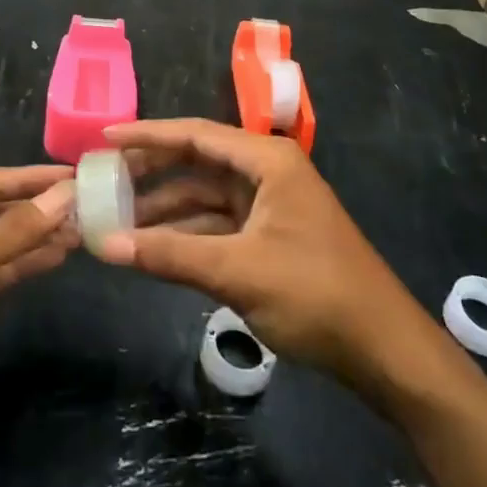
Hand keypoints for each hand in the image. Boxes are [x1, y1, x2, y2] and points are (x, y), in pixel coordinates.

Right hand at [95, 119, 435, 401]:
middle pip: (197, 163)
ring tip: (114, 221)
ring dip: (164, 211)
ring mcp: (268, 207)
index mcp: (267, 161)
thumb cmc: (315, 294)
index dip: (147, 135)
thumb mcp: (237, 270)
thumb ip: (169, 255)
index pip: (196, 135)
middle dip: (151, 173)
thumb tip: (104, 245)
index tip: (104, 138)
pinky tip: (151, 249)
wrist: (384, 351)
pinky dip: (185, 236)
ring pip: (204, 199)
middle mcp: (266, 174)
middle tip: (102, 181)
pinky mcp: (268, 239)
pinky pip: (216, 227)